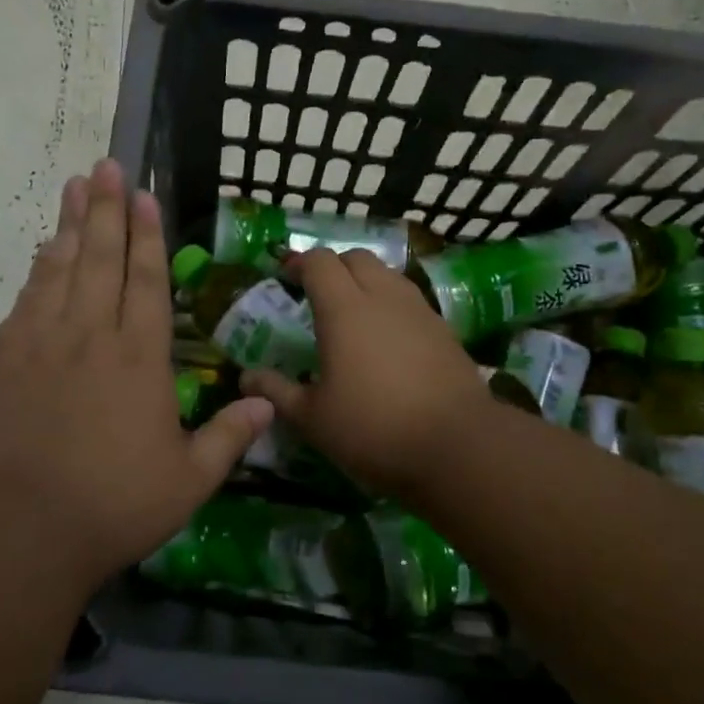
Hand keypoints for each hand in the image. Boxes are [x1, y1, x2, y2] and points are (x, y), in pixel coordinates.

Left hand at [0, 160, 273, 585]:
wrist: (17, 530)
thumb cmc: (112, 506)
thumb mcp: (187, 481)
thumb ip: (229, 437)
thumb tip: (267, 401)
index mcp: (138, 358)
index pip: (147, 281)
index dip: (147, 235)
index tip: (144, 194)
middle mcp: (91, 336)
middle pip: (100, 259)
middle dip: (106, 209)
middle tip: (105, 165)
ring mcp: (41, 343)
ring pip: (59, 269)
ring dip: (70, 225)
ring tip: (74, 186)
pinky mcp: (3, 361)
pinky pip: (26, 301)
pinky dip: (37, 271)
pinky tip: (42, 253)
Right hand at [241, 249, 492, 499]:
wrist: (458, 445)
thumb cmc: (373, 428)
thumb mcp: (312, 418)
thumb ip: (277, 391)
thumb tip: (245, 377)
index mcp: (344, 308)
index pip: (319, 261)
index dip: (298, 263)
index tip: (284, 278)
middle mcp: (382, 296)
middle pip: (356, 258)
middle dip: (333, 267)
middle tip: (317, 294)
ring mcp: (419, 310)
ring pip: (387, 274)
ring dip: (365, 281)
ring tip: (353, 313)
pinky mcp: (444, 329)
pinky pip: (410, 299)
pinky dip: (391, 303)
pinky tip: (387, 338)